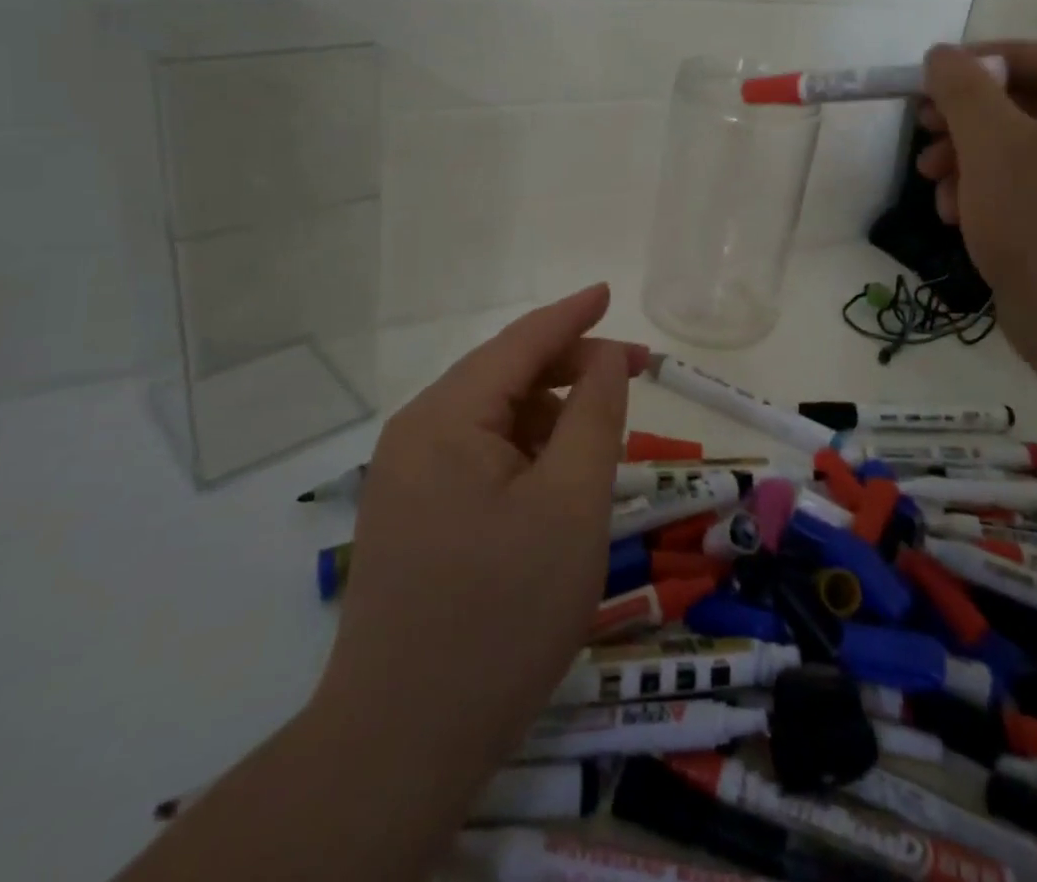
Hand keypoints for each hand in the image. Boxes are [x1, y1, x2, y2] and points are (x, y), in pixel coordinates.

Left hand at [314, 285, 646, 799]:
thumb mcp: (572, 505)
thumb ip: (594, 416)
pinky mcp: (411, 513)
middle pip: (504, 376)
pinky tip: (557, 481)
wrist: (402, 744)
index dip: (572, 314)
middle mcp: (416, 433)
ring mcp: (407, 476)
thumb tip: (604, 358)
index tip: (610, 291)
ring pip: (494, 419)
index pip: (519, 342)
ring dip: (550, 416)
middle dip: (570, 368)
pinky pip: (478, 456)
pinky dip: (525, 452)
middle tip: (635, 375)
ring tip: (600, 443)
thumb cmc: (502, 615)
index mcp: (446, 418)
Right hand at [918, 41, 1036, 376]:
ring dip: (972, 160)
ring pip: (1030, 153)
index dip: (991, 59)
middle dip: (970, 120)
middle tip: (923, 128)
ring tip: (932, 181)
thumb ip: (964, 90)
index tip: (937, 74)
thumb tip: (942, 54)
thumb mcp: (995, 146)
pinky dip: (993, 194)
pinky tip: (956, 215)